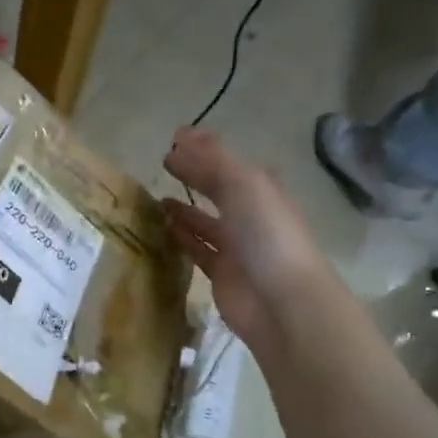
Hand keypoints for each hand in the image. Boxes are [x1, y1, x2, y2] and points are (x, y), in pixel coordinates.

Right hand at [163, 129, 343, 352]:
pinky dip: (182, 238)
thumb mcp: (241, 185)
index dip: (203, 149)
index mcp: (260, 188)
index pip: (227, 162)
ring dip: (184, 209)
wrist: (282, 301)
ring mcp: (236, 246)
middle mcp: (250, 214)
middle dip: (194, 176)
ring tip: (155, 199)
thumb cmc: (266, 235)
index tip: (173, 140)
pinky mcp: (222, 273)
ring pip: (205, 221)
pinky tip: (162, 229)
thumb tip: (179, 137)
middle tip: (162, 166)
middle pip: (218, 189)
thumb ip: (210, 161)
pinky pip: (198, 250)